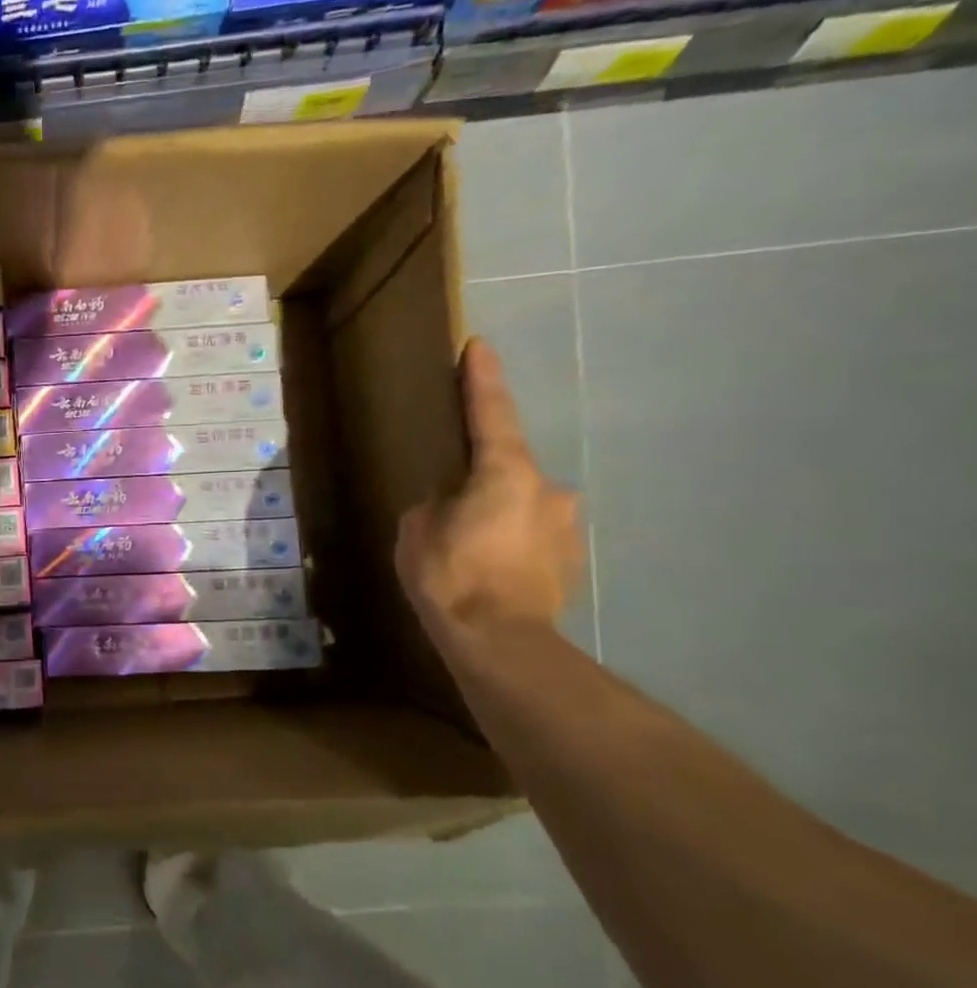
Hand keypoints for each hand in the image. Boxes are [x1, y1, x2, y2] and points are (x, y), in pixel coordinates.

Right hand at [396, 338, 582, 636]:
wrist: (501, 641)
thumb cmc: (452, 574)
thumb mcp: (418, 530)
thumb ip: (433, 505)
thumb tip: (448, 506)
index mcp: (507, 472)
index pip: (491, 413)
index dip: (482, 379)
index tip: (479, 346)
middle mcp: (548, 489)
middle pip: (511, 468)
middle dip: (484, 477)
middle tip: (453, 499)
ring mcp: (565, 527)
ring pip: (524, 507)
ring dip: (499, 515)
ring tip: (470, 545)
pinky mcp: (569, 562)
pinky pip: (532, 538)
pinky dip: (511, 543)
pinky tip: (490, 569)